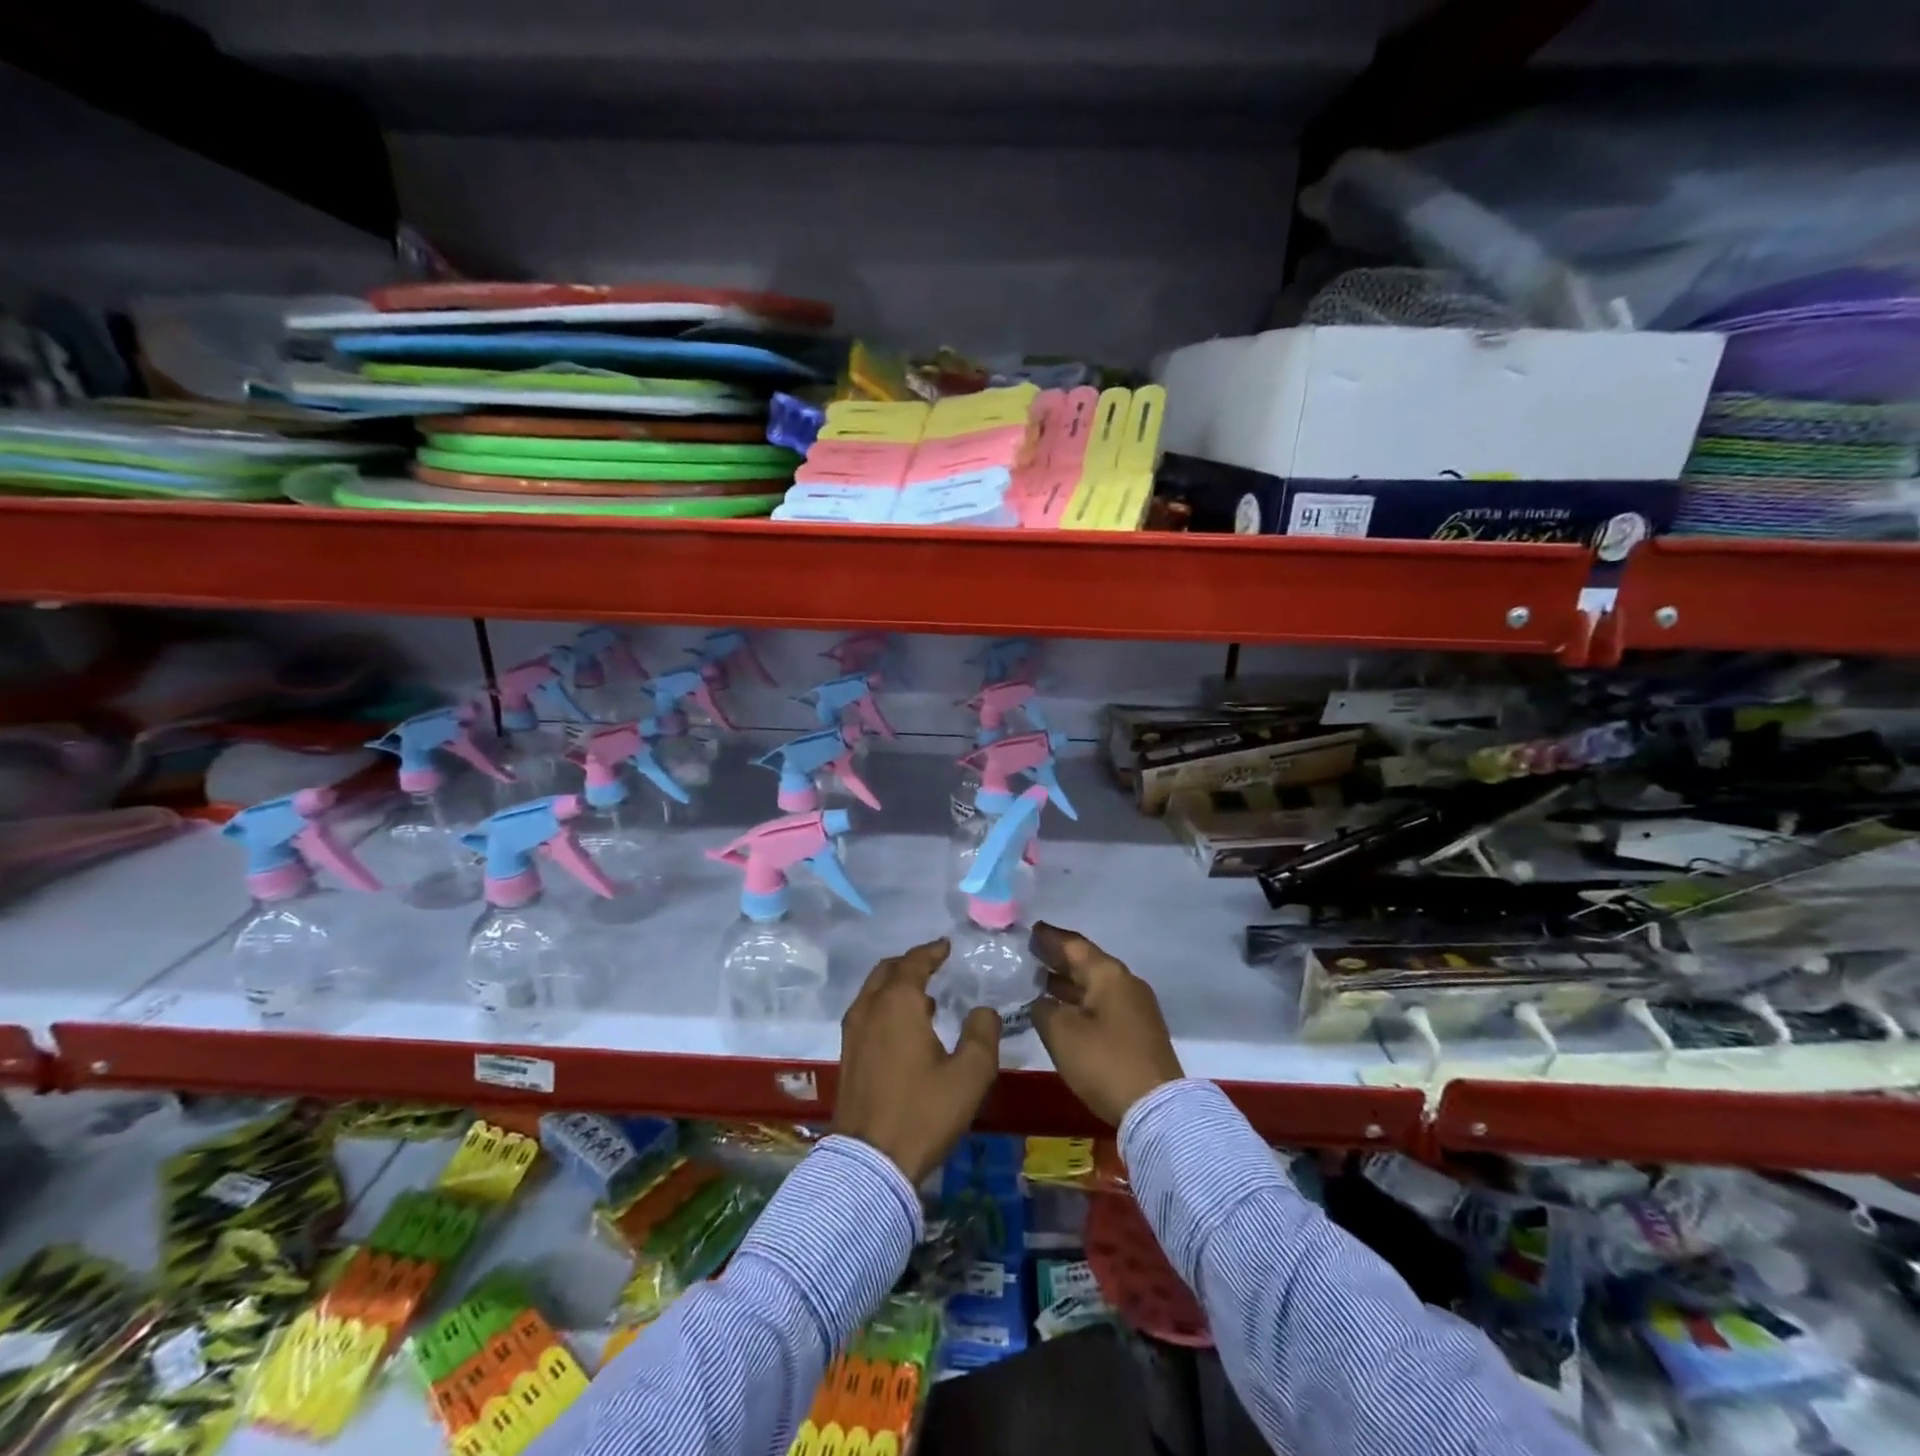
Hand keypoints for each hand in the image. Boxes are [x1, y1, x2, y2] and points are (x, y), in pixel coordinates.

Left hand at [833, 939, 1001, 1182]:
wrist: (870, 1162)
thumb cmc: (923, 1112)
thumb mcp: (970, 1074)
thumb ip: (982, 1034)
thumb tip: (983, 1011)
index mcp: (898, 1003)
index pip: (914, 962)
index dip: (932, 951)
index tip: (946, 946)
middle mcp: (870, 1008)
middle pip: (887, 970)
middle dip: (910, 963)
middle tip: (933, 964)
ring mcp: (853, 1032)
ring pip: (873, 991)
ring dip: (895, 985)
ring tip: (923, 996)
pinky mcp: (847, 1055)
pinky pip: (866, 1012)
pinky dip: (884, 1005)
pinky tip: (904, 1028)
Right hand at [1028, 922, 1184, 1124]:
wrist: (1157, 1108)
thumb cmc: (1105, 1062)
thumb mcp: (1061, 1033)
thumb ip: (1043, 1009)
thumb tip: (1042, 1002)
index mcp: (1108, 974)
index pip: (1074, 945)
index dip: (1050, 937)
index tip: (1031, 929)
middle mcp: (1125, 983)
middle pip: (1087, 963)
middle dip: (1058, 959)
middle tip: (1031, 952)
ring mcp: (1136, 1008)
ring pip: (1095, 985)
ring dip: (1068, 982)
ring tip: (1040, 980)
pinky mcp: (1138, 1031)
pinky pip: (1103, 1004)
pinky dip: (1080, 1001)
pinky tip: (1063, 1010)